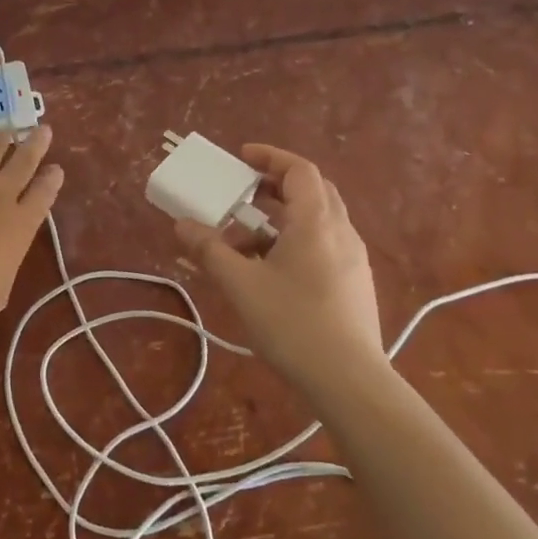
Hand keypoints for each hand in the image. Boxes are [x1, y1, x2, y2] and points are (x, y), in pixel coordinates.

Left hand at [0, 125, 64, 333]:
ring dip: (1, 138)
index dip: (52, 179)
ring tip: (4, 132)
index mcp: (21, 225)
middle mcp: (0, 195)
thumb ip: (5, 264)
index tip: (56, 169)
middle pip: (24, 160)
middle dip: (36, 143)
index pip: (44, 193)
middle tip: (42, 129)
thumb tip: (1, 254)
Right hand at [174, 144, 385, 391]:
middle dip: (276, 185)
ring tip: (246, 243)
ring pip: (318, 221)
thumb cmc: (293, 323)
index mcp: (316, 221)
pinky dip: (296, 243)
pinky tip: (272, 274)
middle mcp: (341, 231)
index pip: (299, 169)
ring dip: (282, 220)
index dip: (270, 157)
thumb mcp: (241, 285)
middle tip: (245, 193)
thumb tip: (182, 225)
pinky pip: (324, 246)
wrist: (349, 382)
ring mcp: (353, 259)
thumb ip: (210, 250)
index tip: (242, 158)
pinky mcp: (355, 285)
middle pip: (313, 190)